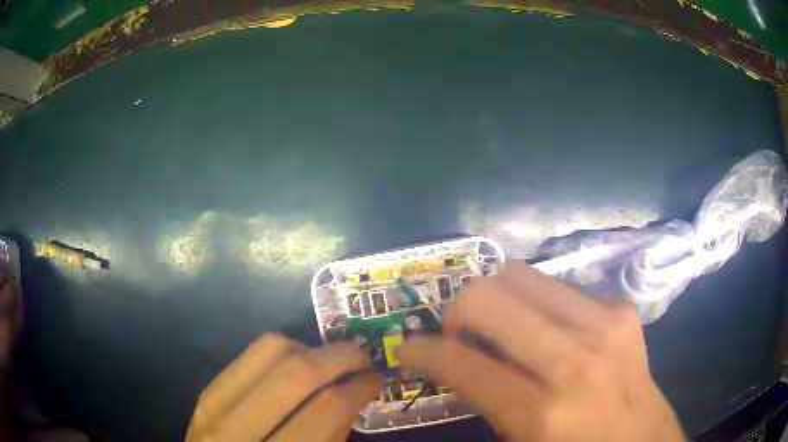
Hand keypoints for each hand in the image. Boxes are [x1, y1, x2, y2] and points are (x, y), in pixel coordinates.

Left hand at [186, 334, 381, 441]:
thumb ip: (333, 434)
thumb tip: (355, 391)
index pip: (326, 407)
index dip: (359, 386)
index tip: (376, 378)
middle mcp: (238, 430)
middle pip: (297, 371)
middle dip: (340, 356)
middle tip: (362, 357)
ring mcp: (214, 406)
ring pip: (268, 350)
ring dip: (309, 348)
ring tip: (328, 361)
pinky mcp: (206, 392)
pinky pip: (247, 355)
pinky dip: (281, 353)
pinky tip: (295, 366)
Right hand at [398, 263, 684, 441]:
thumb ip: (484, 404)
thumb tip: (455, 364)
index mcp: (542, 412)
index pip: (462, 361)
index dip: (423, 350)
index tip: (408, 347)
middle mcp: (574, 359)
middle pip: (491, 297)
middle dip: (457, 310)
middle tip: (457, 334)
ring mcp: (605, 324)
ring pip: (523, 275)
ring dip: (496, 298)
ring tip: (497, 326)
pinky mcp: (622, 310)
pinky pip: (560, 286)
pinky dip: (538, 303)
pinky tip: (545, 330)